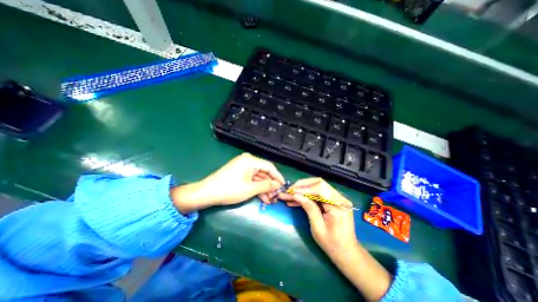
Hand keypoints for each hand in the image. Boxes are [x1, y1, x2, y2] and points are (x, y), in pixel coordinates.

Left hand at [171, 152, 285, 213]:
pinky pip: (251, 179)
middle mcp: (248, 160)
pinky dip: (256, 187)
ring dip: (264, 188)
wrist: (207, 193)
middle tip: (276, 195)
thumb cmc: (230, 189)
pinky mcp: (238, 172)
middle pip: (264, 172)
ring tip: (270, 199)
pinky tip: (262, 197)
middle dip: (270, 185)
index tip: (283, 186)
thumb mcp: (251, 189)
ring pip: (258, 177)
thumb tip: (278, 185)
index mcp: (251, 160)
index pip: (270, 167)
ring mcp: (242, 166)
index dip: (278, 177)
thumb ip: (267, 185)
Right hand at [280, 177, 394, 301]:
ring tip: (288, 195)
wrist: (347, 252)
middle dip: (302, 186)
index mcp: (338, 205)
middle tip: (289, 190)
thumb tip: (296, 195)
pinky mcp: (332, 200)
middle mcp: (339, 198)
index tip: (291, 191)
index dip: (304, 188)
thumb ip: (309, 208)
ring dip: (302, 190)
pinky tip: (295, 200)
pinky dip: (306, 196)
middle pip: (318, 183)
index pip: (320, 188)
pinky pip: (317, 194)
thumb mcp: (318, 228)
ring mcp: (336, 198)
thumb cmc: (333, 244)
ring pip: (316, 187)